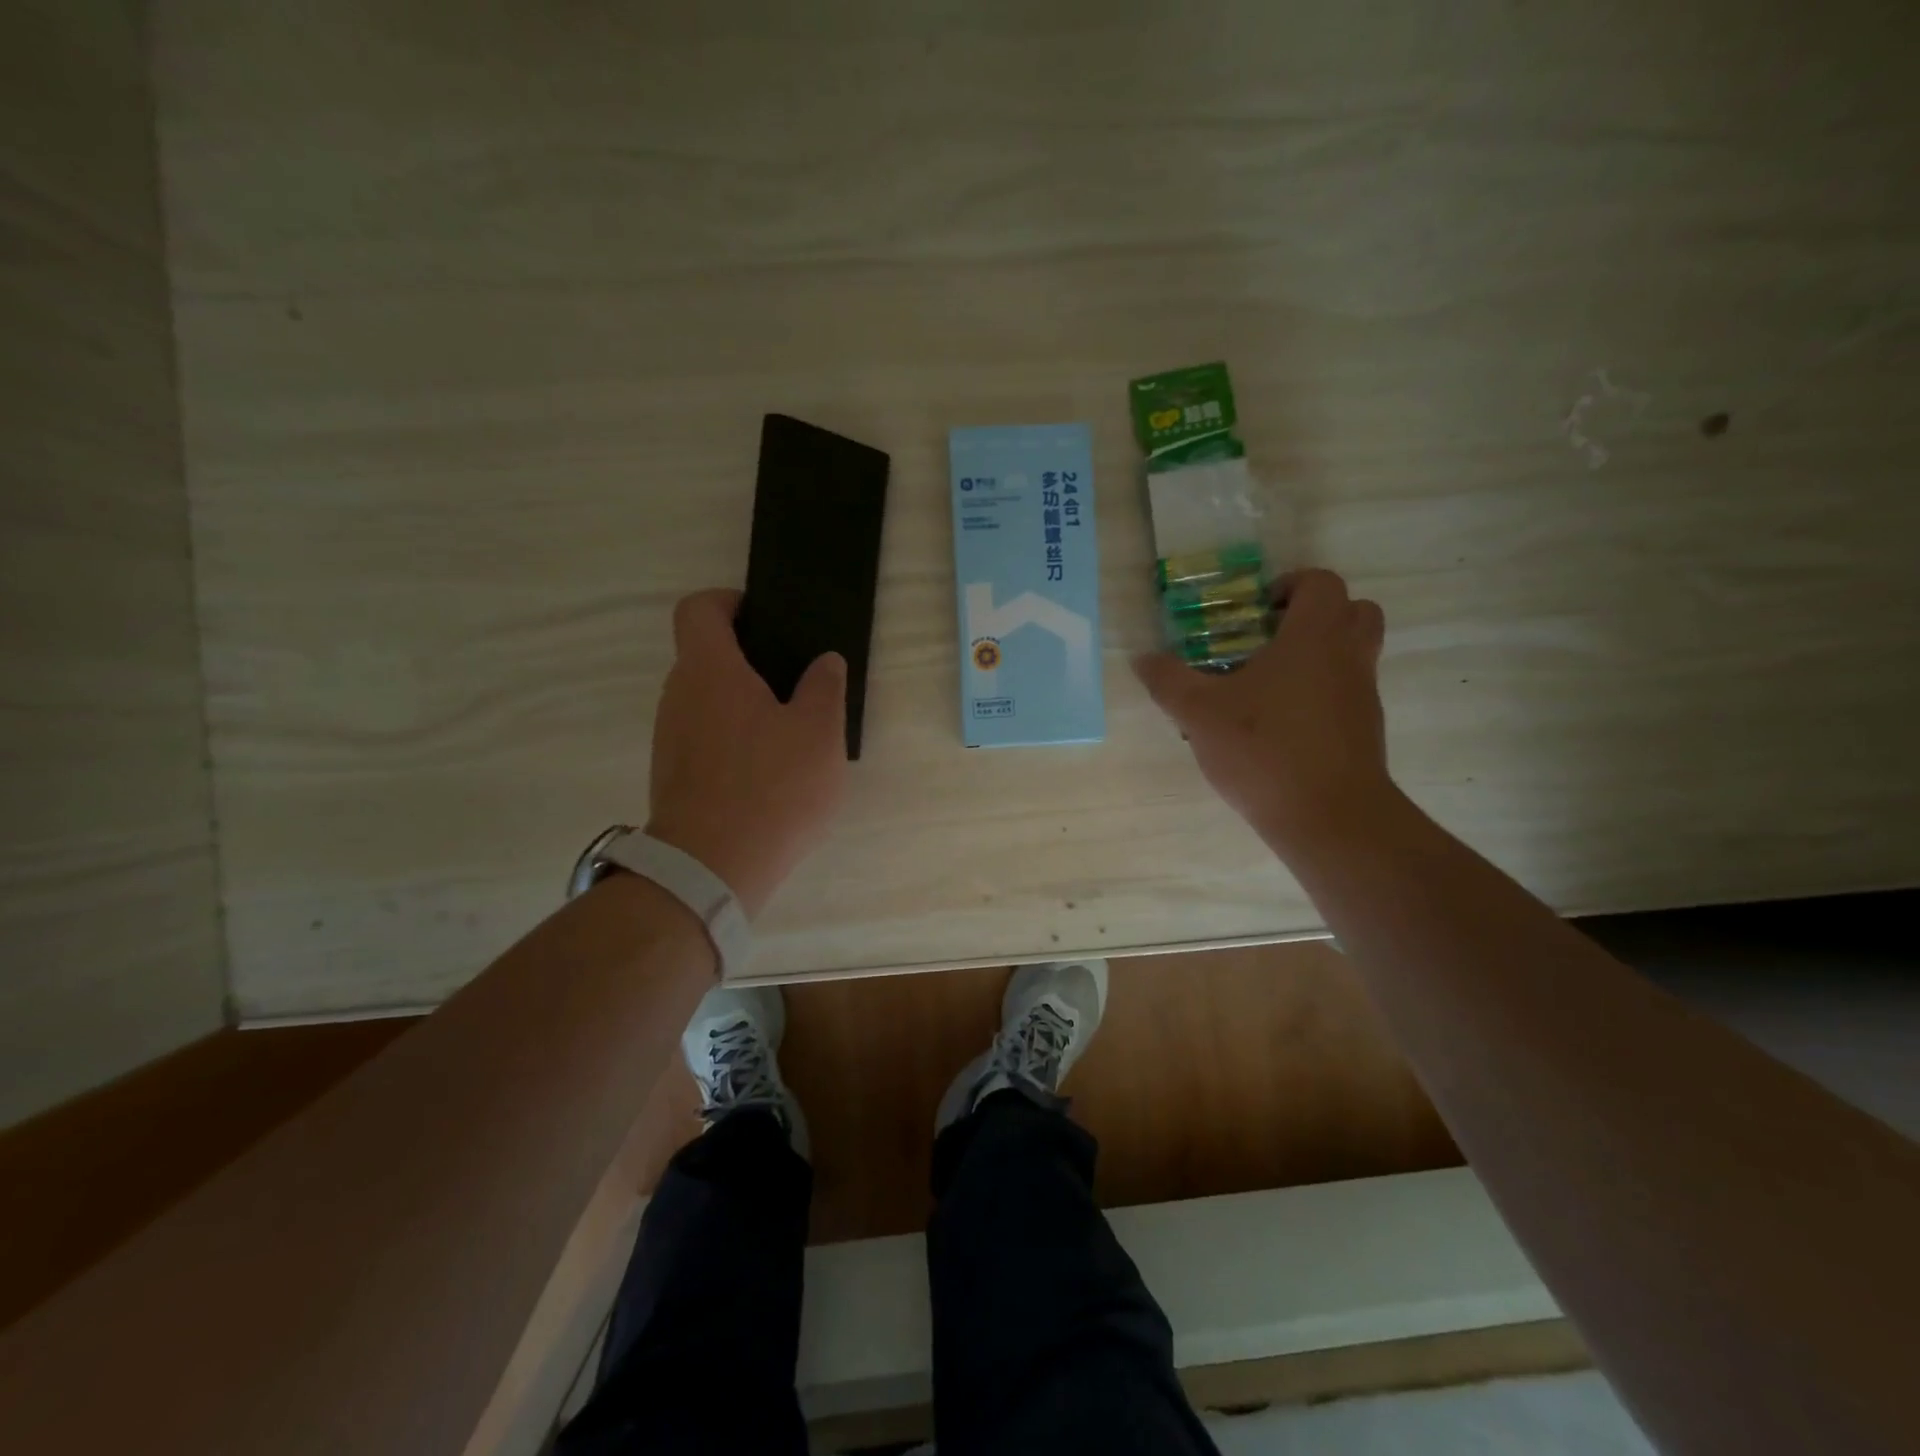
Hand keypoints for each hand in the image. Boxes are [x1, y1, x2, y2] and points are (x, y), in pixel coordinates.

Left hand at [645, 589, 848, 917]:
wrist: (711, 869)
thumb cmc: (772, 787)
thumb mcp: (819, 733)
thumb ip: (825, 687)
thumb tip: (824, 661)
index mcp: (710, 670)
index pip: (699, 609)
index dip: (729, 602)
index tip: (764, 620)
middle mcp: (678, 695)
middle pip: (705, 656)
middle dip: (748, 660)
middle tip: (796, 682)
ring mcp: (670, 737)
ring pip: (706, 700)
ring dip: (742, 703)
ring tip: (789, 732)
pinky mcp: (672, 774)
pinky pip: (703, 737)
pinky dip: (732, 739)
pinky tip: (768, 772)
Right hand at [1132, 569, 1391, 855]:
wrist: (1329, 816)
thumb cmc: (1264, 749)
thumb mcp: (1200, 713)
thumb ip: (1169, 681)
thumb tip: (1142, 659)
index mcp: (1314, 636)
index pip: (1321, 582)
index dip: (1290, 584)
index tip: (1256, 609)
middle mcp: (1348, 656)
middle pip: (1353, 611)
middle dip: (1315, 615)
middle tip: (1271, 637)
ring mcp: (1363, 695)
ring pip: (1354, 653)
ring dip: (1320, 655)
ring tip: (1269, 683)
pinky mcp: (1366, 731)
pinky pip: (1347, 693)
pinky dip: (1322, 693)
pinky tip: (1280, 724)